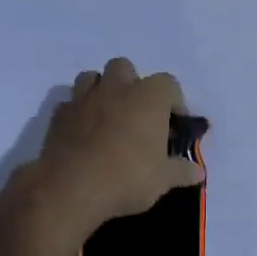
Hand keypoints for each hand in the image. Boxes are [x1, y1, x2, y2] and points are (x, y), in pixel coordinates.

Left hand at [15, 58, 203, 245]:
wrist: (71, 188)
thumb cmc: (128, 177)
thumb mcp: (163, 179)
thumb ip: (181, 171)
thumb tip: (197, 171)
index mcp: (149, 97)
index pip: (169, 84)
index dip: (174, 102)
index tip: (175, 125)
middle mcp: (116, 88)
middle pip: (125, 68)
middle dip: (132, 85)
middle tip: (138, 114)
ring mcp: (84, 99)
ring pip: (91, 77)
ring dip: (101, 91)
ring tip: (109, 117)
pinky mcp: (58, 116)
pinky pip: (70, 104)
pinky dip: (79, 113)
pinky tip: (84, 135)